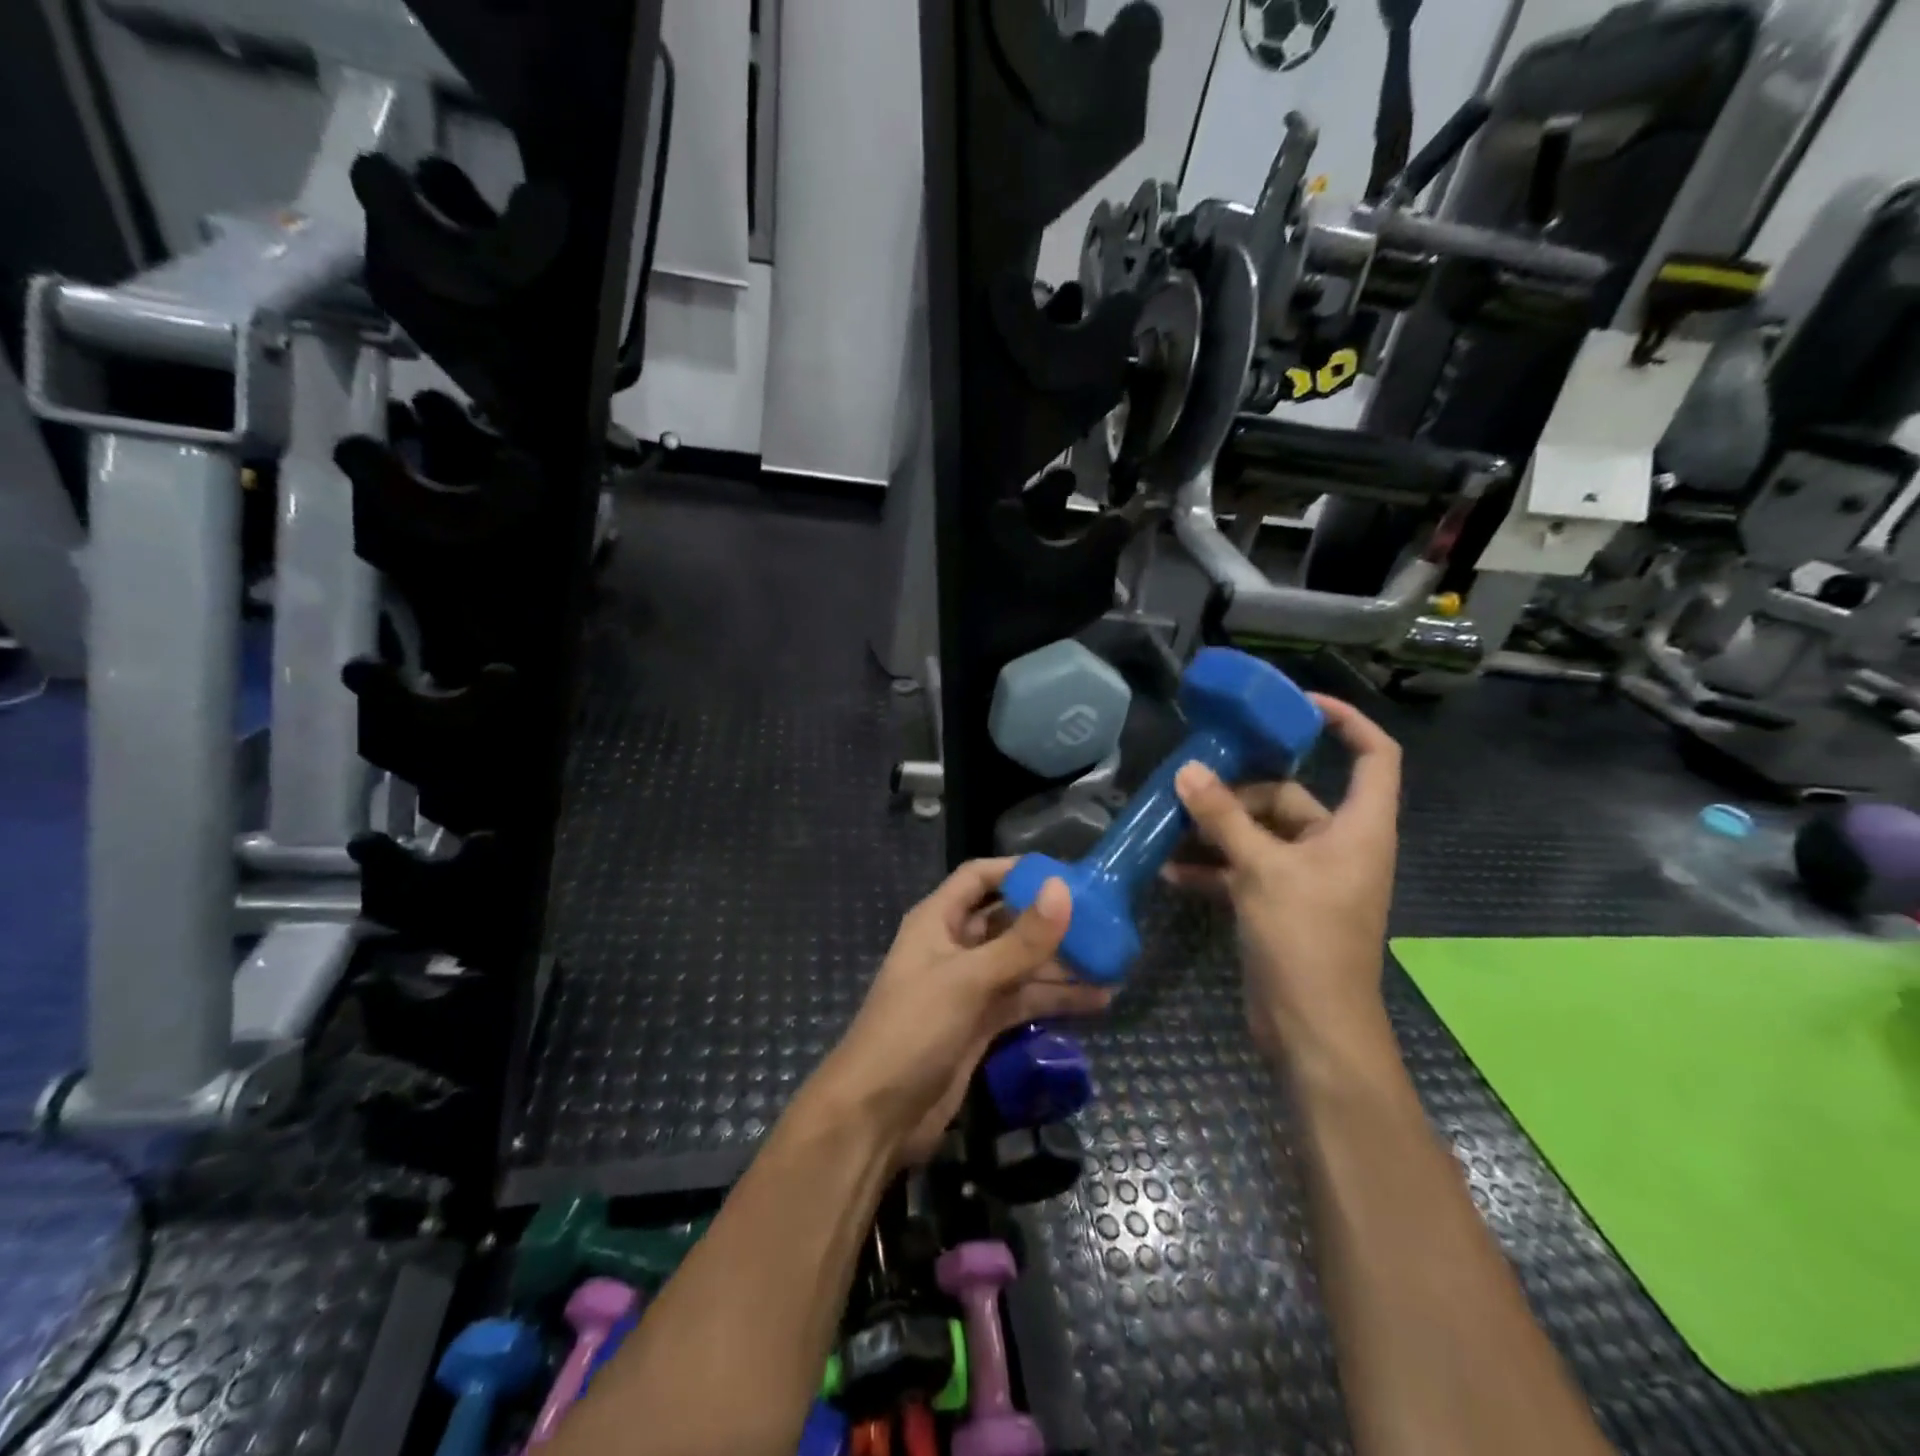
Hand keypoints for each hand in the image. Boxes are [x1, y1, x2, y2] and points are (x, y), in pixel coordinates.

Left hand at [818, 859, 1111, 1165]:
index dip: (1018, 871)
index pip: (979, 878)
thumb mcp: (969, 979)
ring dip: (1061, 964)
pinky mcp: (981, 1025)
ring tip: (1113, 961)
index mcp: (938, 921)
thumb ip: (1020, 940)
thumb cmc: (914, 1030)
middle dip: (1049, 920)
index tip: (1066, 873)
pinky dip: (1055, 999)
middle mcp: (954, 947)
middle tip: (1104, 919)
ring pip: (1021, 964)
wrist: (876, 1116)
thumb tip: (1064, 889)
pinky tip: (1097, 1000)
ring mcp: (968, 988)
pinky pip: (1024, 1000)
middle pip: (1007, 921)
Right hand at [1165, 694, 1400, 1060]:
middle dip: (1239, 794)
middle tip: (1189, 788)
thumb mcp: (1261, 869)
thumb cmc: (1305, 939)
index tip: (1297, 706)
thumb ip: (1223, 818)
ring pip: (1261, 834)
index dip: (1346, 722)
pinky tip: (1172, 872)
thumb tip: (1188, 771)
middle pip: (1291, 797)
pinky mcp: (1281, 904)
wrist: (1312, 1029)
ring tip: (1169, 828)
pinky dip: (1214, 867)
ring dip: (1217, 832)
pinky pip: (1246, 868)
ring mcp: (1308, 877)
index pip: (1374, 756)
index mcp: (1359, 828)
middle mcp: (1338, 846)